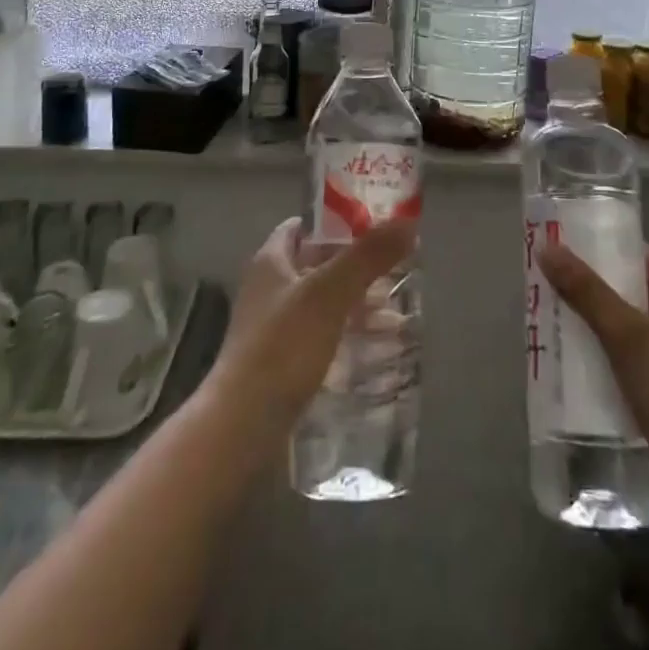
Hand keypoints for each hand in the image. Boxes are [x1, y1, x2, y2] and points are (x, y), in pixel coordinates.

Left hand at [202, 217, 416, 457]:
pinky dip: (346, 335)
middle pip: (318, 264)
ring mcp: (273, 328)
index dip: (337, 220)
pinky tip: (374, 349)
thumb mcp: (329, 295)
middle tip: (394, 272)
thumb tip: (407, 222)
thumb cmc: (282, 348)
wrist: (241, 429)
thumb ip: (367, 257)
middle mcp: (268, 288)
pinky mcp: (281, 363)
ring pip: (322, 303)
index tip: (375, 225)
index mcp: (271, 261)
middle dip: (356, 267)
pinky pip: (320, 336)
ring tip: (395, 313)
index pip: (304, 225)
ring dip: (355, 304)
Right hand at [538, 242, 648, 478]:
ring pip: (640, 340)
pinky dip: (615, 372)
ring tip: (560, 332)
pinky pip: (642, 376)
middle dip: (599, 296)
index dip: (610, 251)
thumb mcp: (629, 338)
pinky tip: (585, 381)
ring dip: (604, 337)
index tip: (570, 250)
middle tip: (554, 291)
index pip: (648, 260)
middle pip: (642, 299)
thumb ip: (588, 293)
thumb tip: (547, 248)